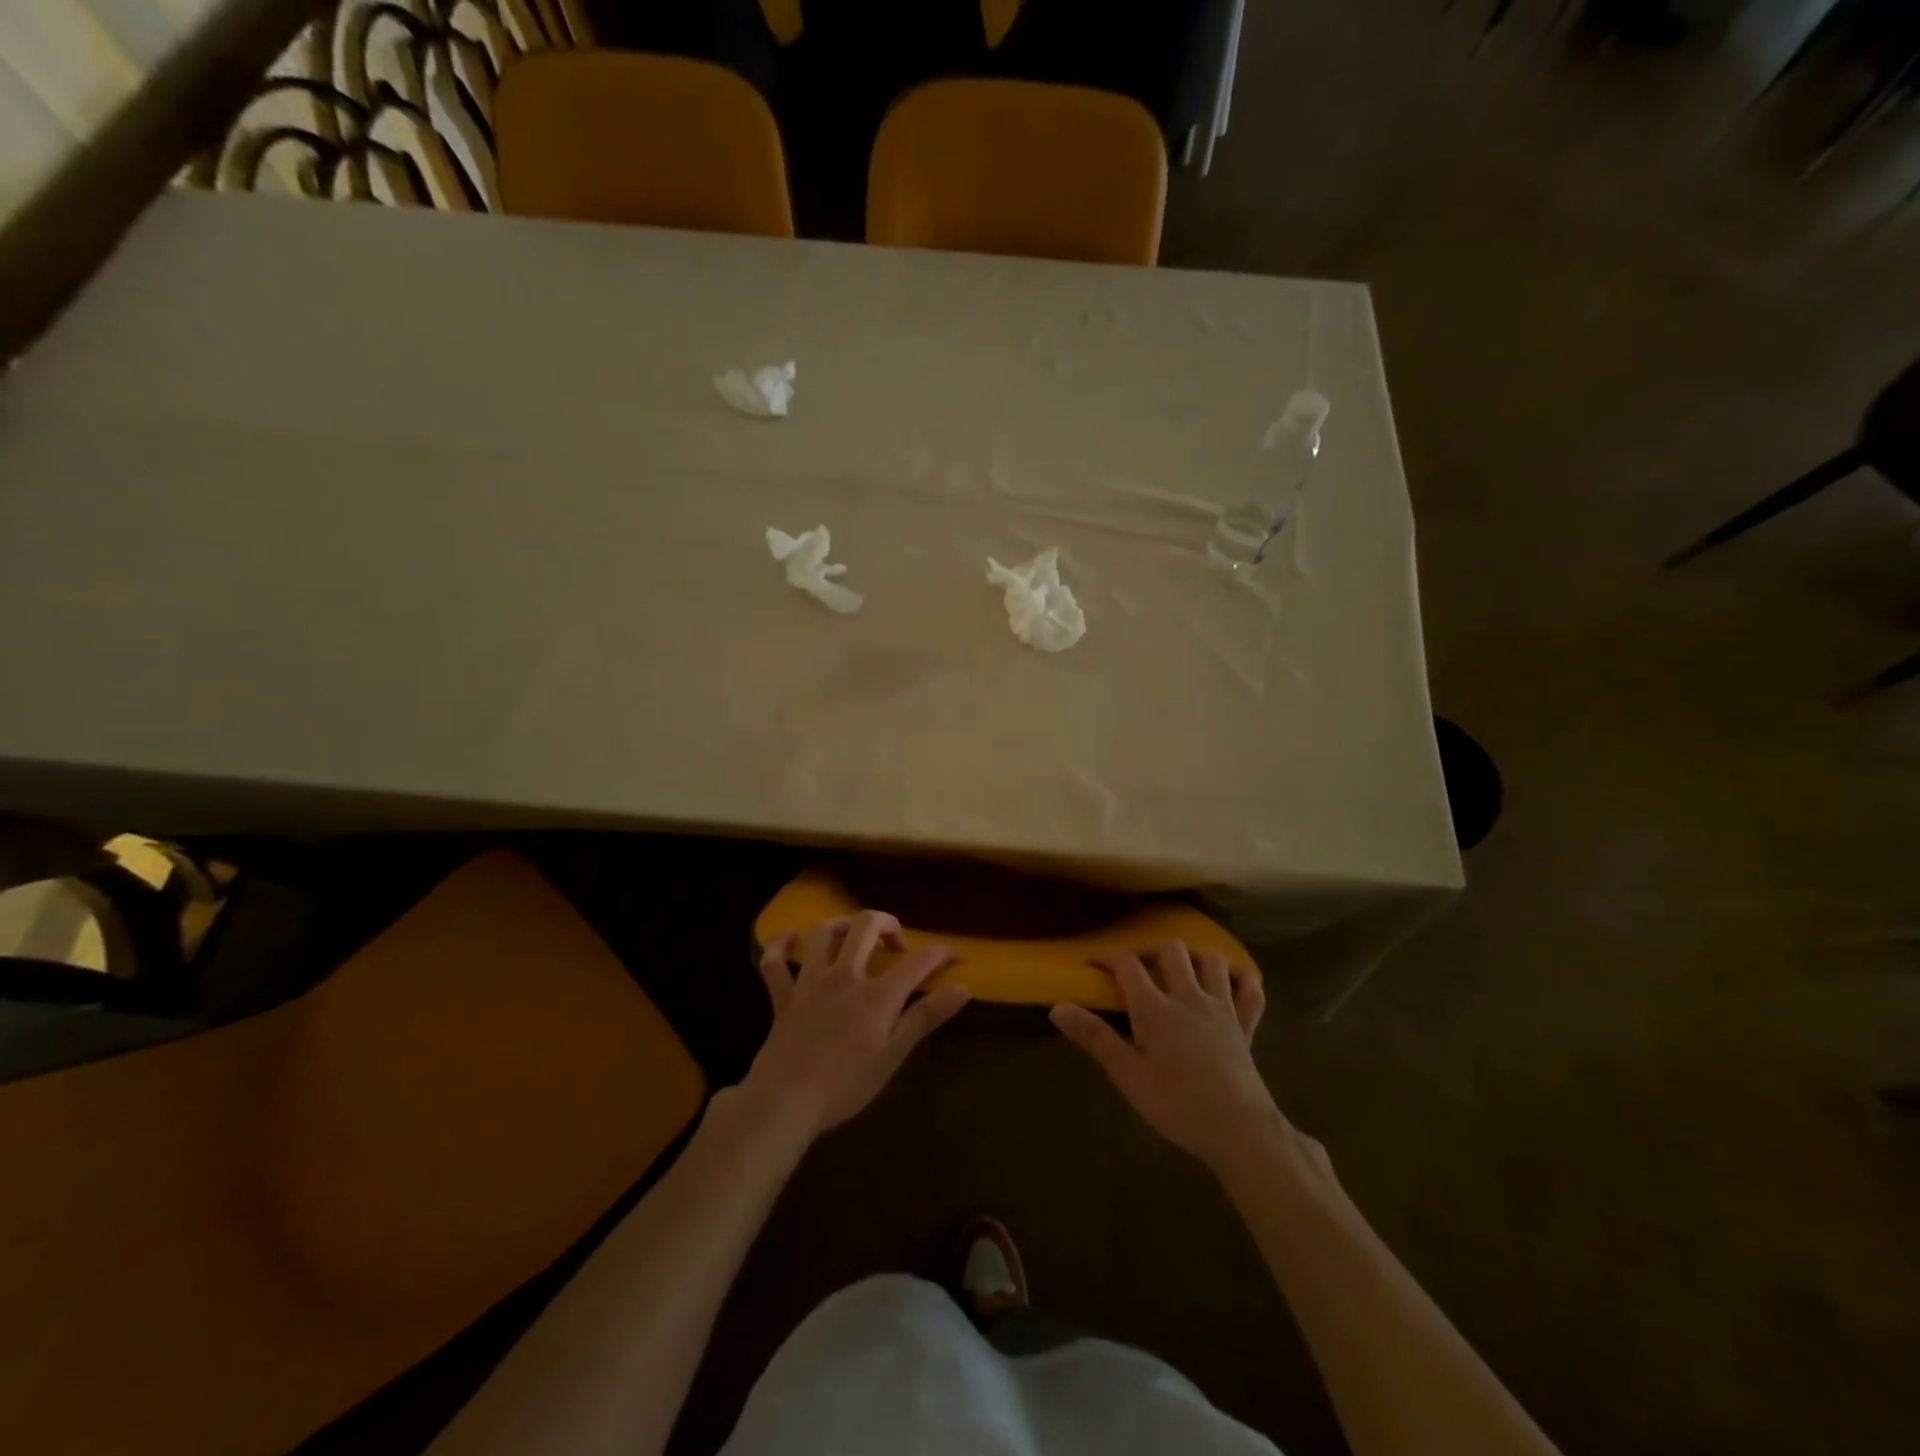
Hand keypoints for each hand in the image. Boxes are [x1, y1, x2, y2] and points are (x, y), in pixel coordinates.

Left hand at [742, 912, 968, 1139]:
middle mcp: (844, 976)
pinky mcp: (782, 996)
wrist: (784, 1102)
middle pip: (866, 926)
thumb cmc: (845, 1085)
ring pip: (823, 933)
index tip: (953, 954)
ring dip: (842, 925)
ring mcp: (810, 982)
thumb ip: (925, 1017)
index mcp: (877, 994)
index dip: (939, 953)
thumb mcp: (893, 1055)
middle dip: (888, 924)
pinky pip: (775, 961)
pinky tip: (791, 938)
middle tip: (897, 944)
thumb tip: (964, 987)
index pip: (917, 962)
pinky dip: (781, 945)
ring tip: (854, 936)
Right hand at [1051, 942, 1277, 1173]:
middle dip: (1148, 950)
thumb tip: (1057, 1007)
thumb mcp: (1128, 1075)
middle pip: (1170, 950)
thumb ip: (1095, 1037)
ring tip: (1177, 968)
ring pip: (1211, 960)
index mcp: (1156, 1008)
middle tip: (1134, 968)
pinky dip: (1240, 978)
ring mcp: (1222, 1008)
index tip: (1091, 963)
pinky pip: (1250, 989)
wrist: (1239, 1131)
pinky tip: (1227, 983)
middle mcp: (1189, 997)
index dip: (1106, 956)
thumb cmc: (1177, 1106)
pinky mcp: (1246, 1025)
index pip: (1127, 964)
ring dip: (1192, 955)